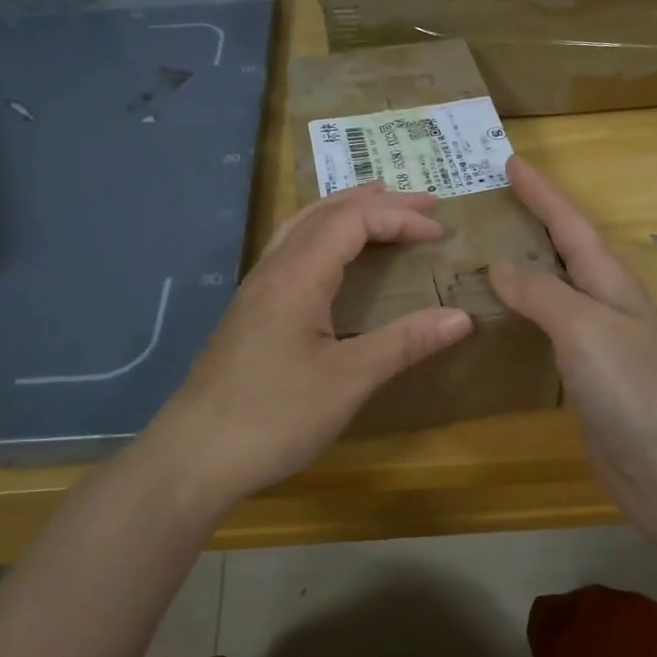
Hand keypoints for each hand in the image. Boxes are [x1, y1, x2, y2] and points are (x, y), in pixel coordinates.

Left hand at [147, 183, 474, 504]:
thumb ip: (404, 343)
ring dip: (344, 209)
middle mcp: (273, 268)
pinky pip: (291, 248)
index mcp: (297, 275)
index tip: (440, 234)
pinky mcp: (250, 310)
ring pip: (302, 226)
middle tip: (423, 203)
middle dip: (376, 202)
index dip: (399, 219)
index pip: (353, 221)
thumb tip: (462, 317)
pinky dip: (322, 233)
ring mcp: (256, 288)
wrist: (195, 454)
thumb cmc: (274, 415)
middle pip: (326, 212)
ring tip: (378, 204)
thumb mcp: (348, 380)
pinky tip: (331, 255)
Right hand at [488, 157, 656, 546]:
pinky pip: (546, 330)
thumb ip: (541, 292)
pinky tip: (498, 321)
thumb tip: (500, 264)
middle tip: (489, 205)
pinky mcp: (585, 377)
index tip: (510, 162)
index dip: (541, 192)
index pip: (570, 224)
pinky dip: (521, 315)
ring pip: (554, 290)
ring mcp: (597, 342)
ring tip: (482, 254)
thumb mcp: (584, 327)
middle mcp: (605, 304)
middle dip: (532, 222)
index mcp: (610, 282)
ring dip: (523, 268)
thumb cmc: (631, 387)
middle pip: (564, 251)